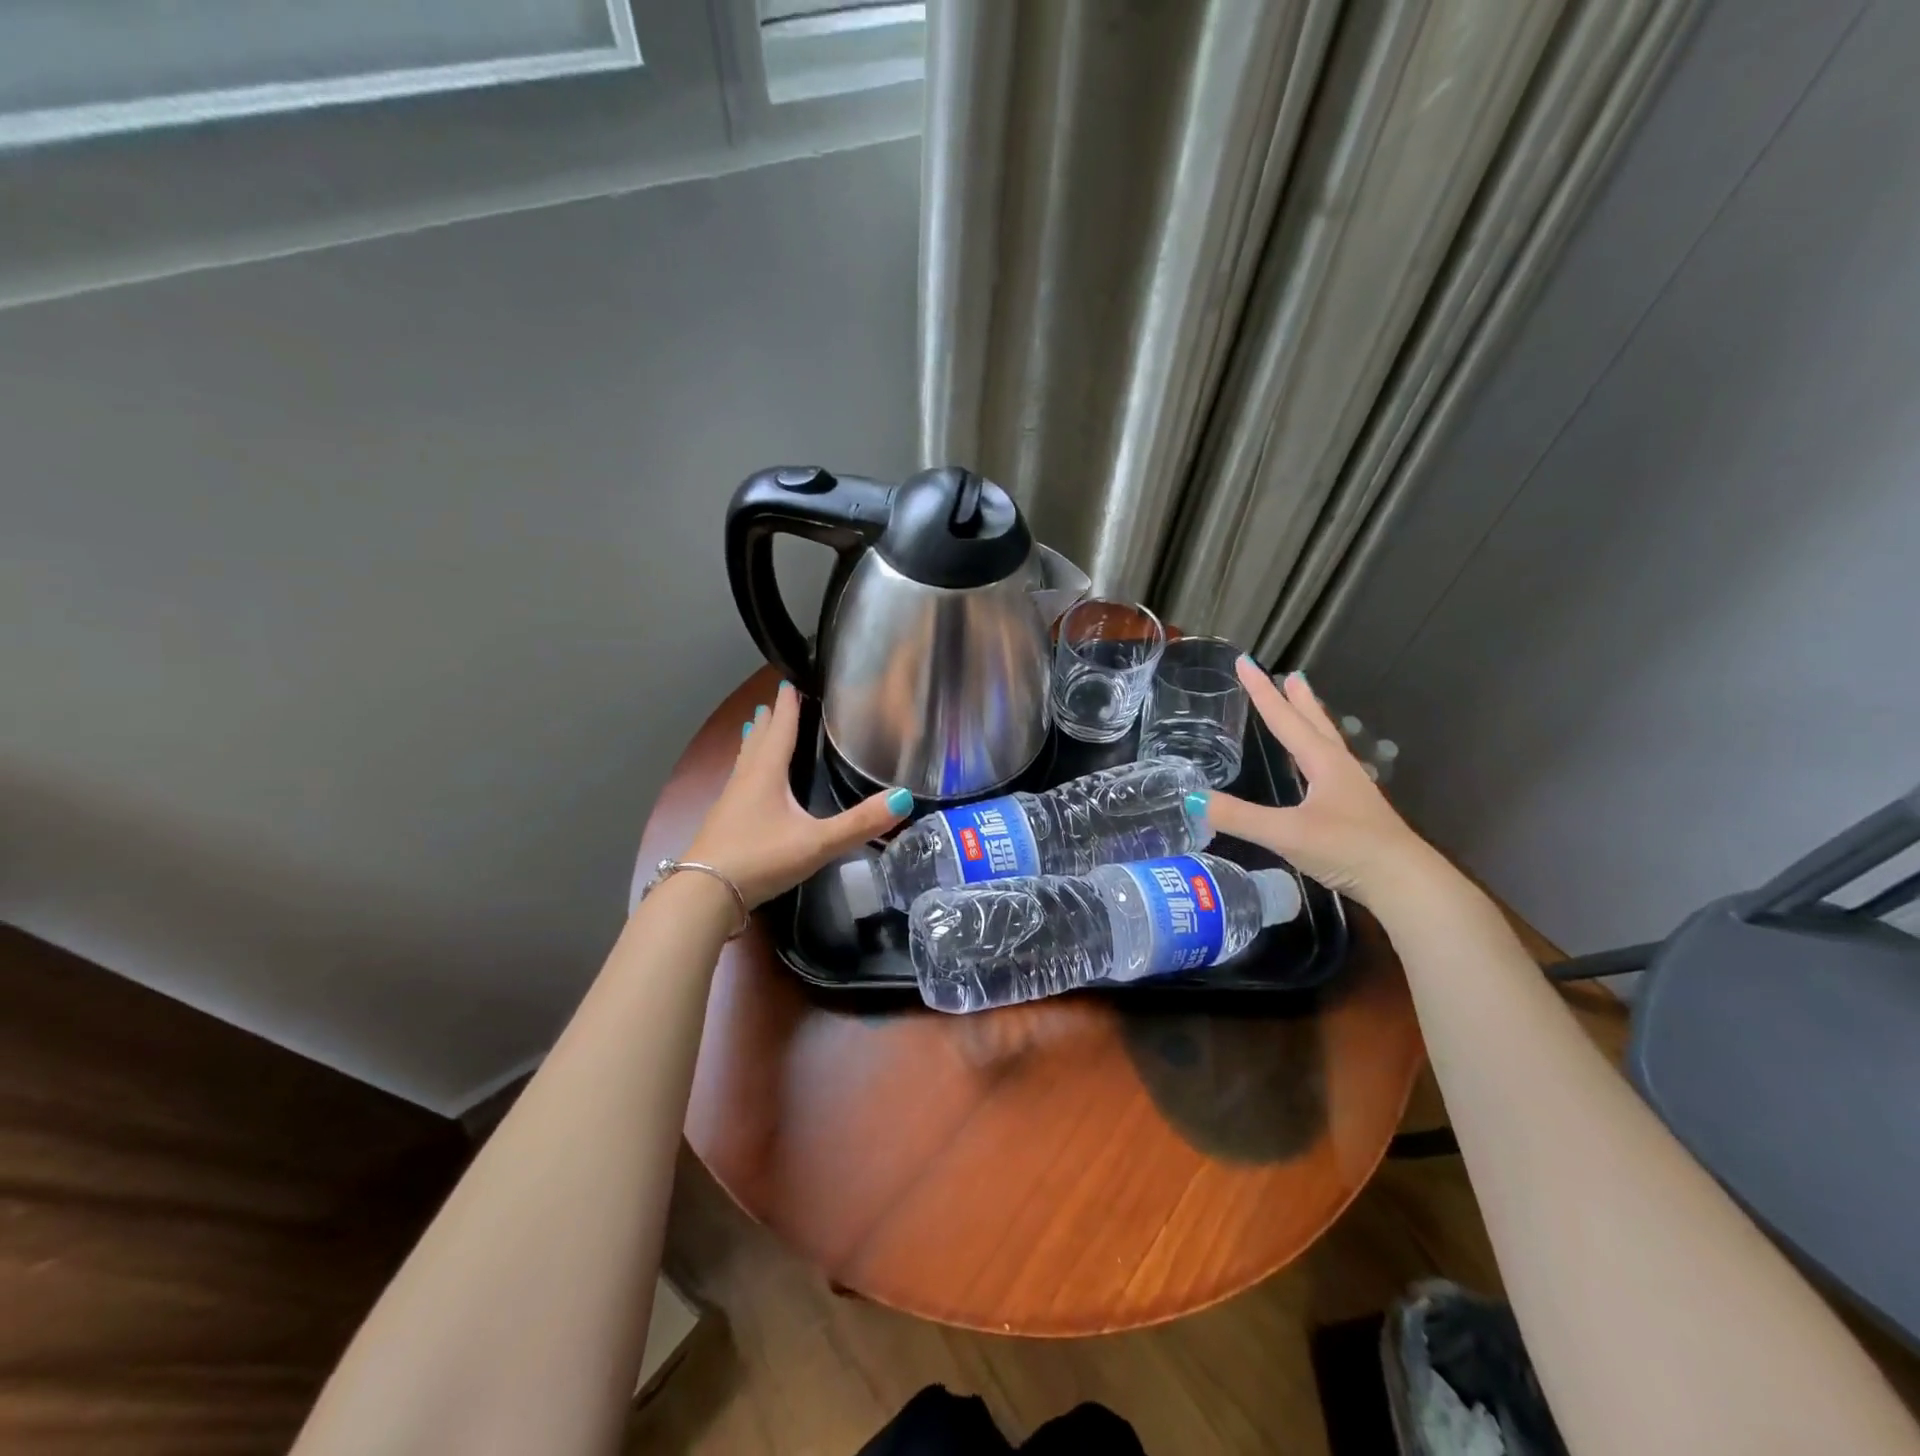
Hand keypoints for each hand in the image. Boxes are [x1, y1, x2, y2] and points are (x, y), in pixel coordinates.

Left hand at [683, 680, 911, 906]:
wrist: (705, 894)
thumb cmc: (761, 859)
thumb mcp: (817, 842)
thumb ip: (860, 823)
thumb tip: (904, 798)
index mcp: (767, 774)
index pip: (781, 730)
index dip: (788, 706)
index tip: (790, 682)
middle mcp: (746, 780)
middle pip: (759, 741)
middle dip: (770, 720)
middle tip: (776, 700)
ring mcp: (730, 802)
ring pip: (745, 761)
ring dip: (755, 742)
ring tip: (757, 728)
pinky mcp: (723, 823)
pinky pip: (740, 783)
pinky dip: (749, 770)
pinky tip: (750, 784)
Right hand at [1199, 659, 1440, 908]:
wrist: (1403, 882)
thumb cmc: (1346, 848)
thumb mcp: (1285, 833)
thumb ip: (1239, 817)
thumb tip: (1192, 798)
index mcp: (1322, 762)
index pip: (1284, 719)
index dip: (1261, 691)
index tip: (1245, 662)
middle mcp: (1338, 767)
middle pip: (1313, 723)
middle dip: (1297, 699)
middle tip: (1289, 674)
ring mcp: (1350, 788)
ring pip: (1325, 743)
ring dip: (1311, 720)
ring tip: (1304, 705)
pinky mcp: (1355, 810)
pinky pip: (1329, 766)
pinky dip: (1316, 751)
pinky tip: (1315, 766)